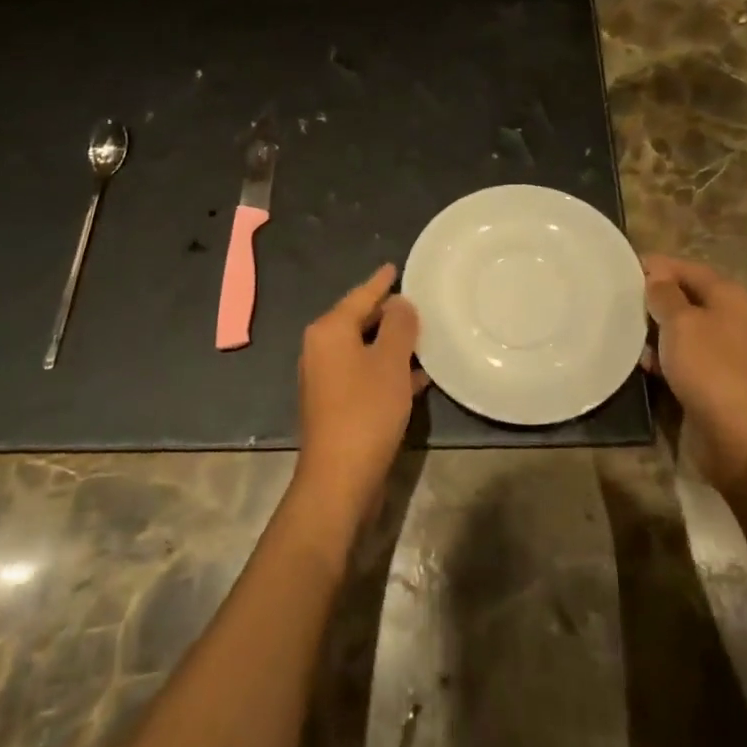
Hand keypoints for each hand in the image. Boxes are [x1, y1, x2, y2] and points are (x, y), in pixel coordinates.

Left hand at [293, 264, 425, 517]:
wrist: (339, 479)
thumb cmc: (366, 410)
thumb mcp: (391, 362)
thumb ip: (399, 326)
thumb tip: (400, 303)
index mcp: (329, 331)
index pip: (360, 296)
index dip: (380, 282)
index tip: (395, 266)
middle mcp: (321, 349)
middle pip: (359, 320)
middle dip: (389, 313)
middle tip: (418, 302)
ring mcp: (326, 379)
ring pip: (364, 349)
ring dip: (392, 345)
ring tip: (425, 336)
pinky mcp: (337, 405)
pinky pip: (366, 374)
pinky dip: (388, 370)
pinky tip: (419, 376)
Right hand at [642, 255, 746, 488]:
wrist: (738, 437)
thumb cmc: (709, 368)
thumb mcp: (680, 322)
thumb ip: (664, 294)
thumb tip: (656, 277)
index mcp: (732, 297)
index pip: (691, 269)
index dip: (659, 266)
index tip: (625, 268)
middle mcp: (736, 319)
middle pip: (690, 298)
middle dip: (657, 298)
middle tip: (622, 301)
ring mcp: (730, 351)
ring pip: (687, 329)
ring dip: (658, 329)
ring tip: (629, 333)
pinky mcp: (720, 378)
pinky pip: (689, 356)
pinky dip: (668, 355)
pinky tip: (646, 364)